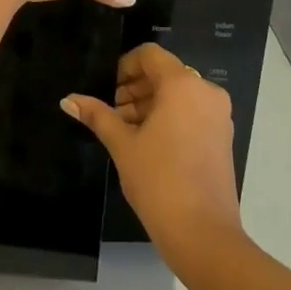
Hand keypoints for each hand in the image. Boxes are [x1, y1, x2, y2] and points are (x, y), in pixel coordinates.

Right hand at [61, 42, 244, 272]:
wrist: (204, 234)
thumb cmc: (159, 180)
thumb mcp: (122, 145)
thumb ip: (97, 115)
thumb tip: (68, 100)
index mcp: (183, 85)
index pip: (150, 55)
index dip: (124, 66)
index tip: (107, 90)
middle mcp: (206, 92)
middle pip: (164, 73)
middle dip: (135, 88)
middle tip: (111, 114)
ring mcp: (218, 115)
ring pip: (178, 94)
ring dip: (149, 104)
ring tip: (125, 132)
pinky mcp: (222, 137)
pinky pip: (191, 112)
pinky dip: (169, 118)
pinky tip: (147, 144)